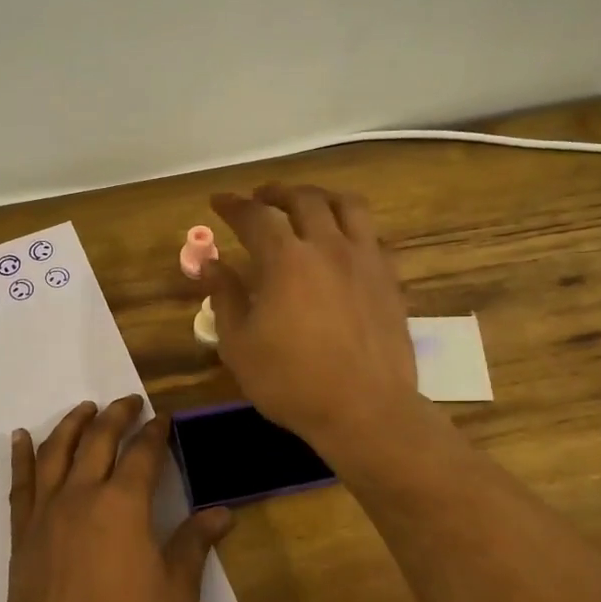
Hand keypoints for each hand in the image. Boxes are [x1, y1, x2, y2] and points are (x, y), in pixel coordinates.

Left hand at [6, 396, 232, 601]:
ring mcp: (47, 513)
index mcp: (124, 504)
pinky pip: (21, 484)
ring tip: (85, 408)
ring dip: (72, 424)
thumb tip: (222, 513)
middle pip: (99, 440)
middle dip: (117, 416)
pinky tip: (21, 438)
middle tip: (129, 402)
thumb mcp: (177, 591)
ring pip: (57, 452)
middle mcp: (82, 495)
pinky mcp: (22, 534)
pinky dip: (22, 456)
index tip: (163, 418)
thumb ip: (195, 544)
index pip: (143, 454)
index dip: (155, 432)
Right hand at [205, 184, 419, 457]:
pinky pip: (371, 234)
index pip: (255, 216)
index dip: (233, 205)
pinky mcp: (389, 278)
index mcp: (286, 260)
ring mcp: (365, 259)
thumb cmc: (291, 382)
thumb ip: (224, 297)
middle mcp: (328, 246)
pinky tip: (342, 240)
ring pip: (347, 205)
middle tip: (260, 197)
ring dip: (320, 197)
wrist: (365, 409)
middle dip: (276, 192)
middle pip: (303, 199)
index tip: (219, 201)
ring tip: (306, 204)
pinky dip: (350, 225)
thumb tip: (211, 263)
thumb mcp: (239, 345)